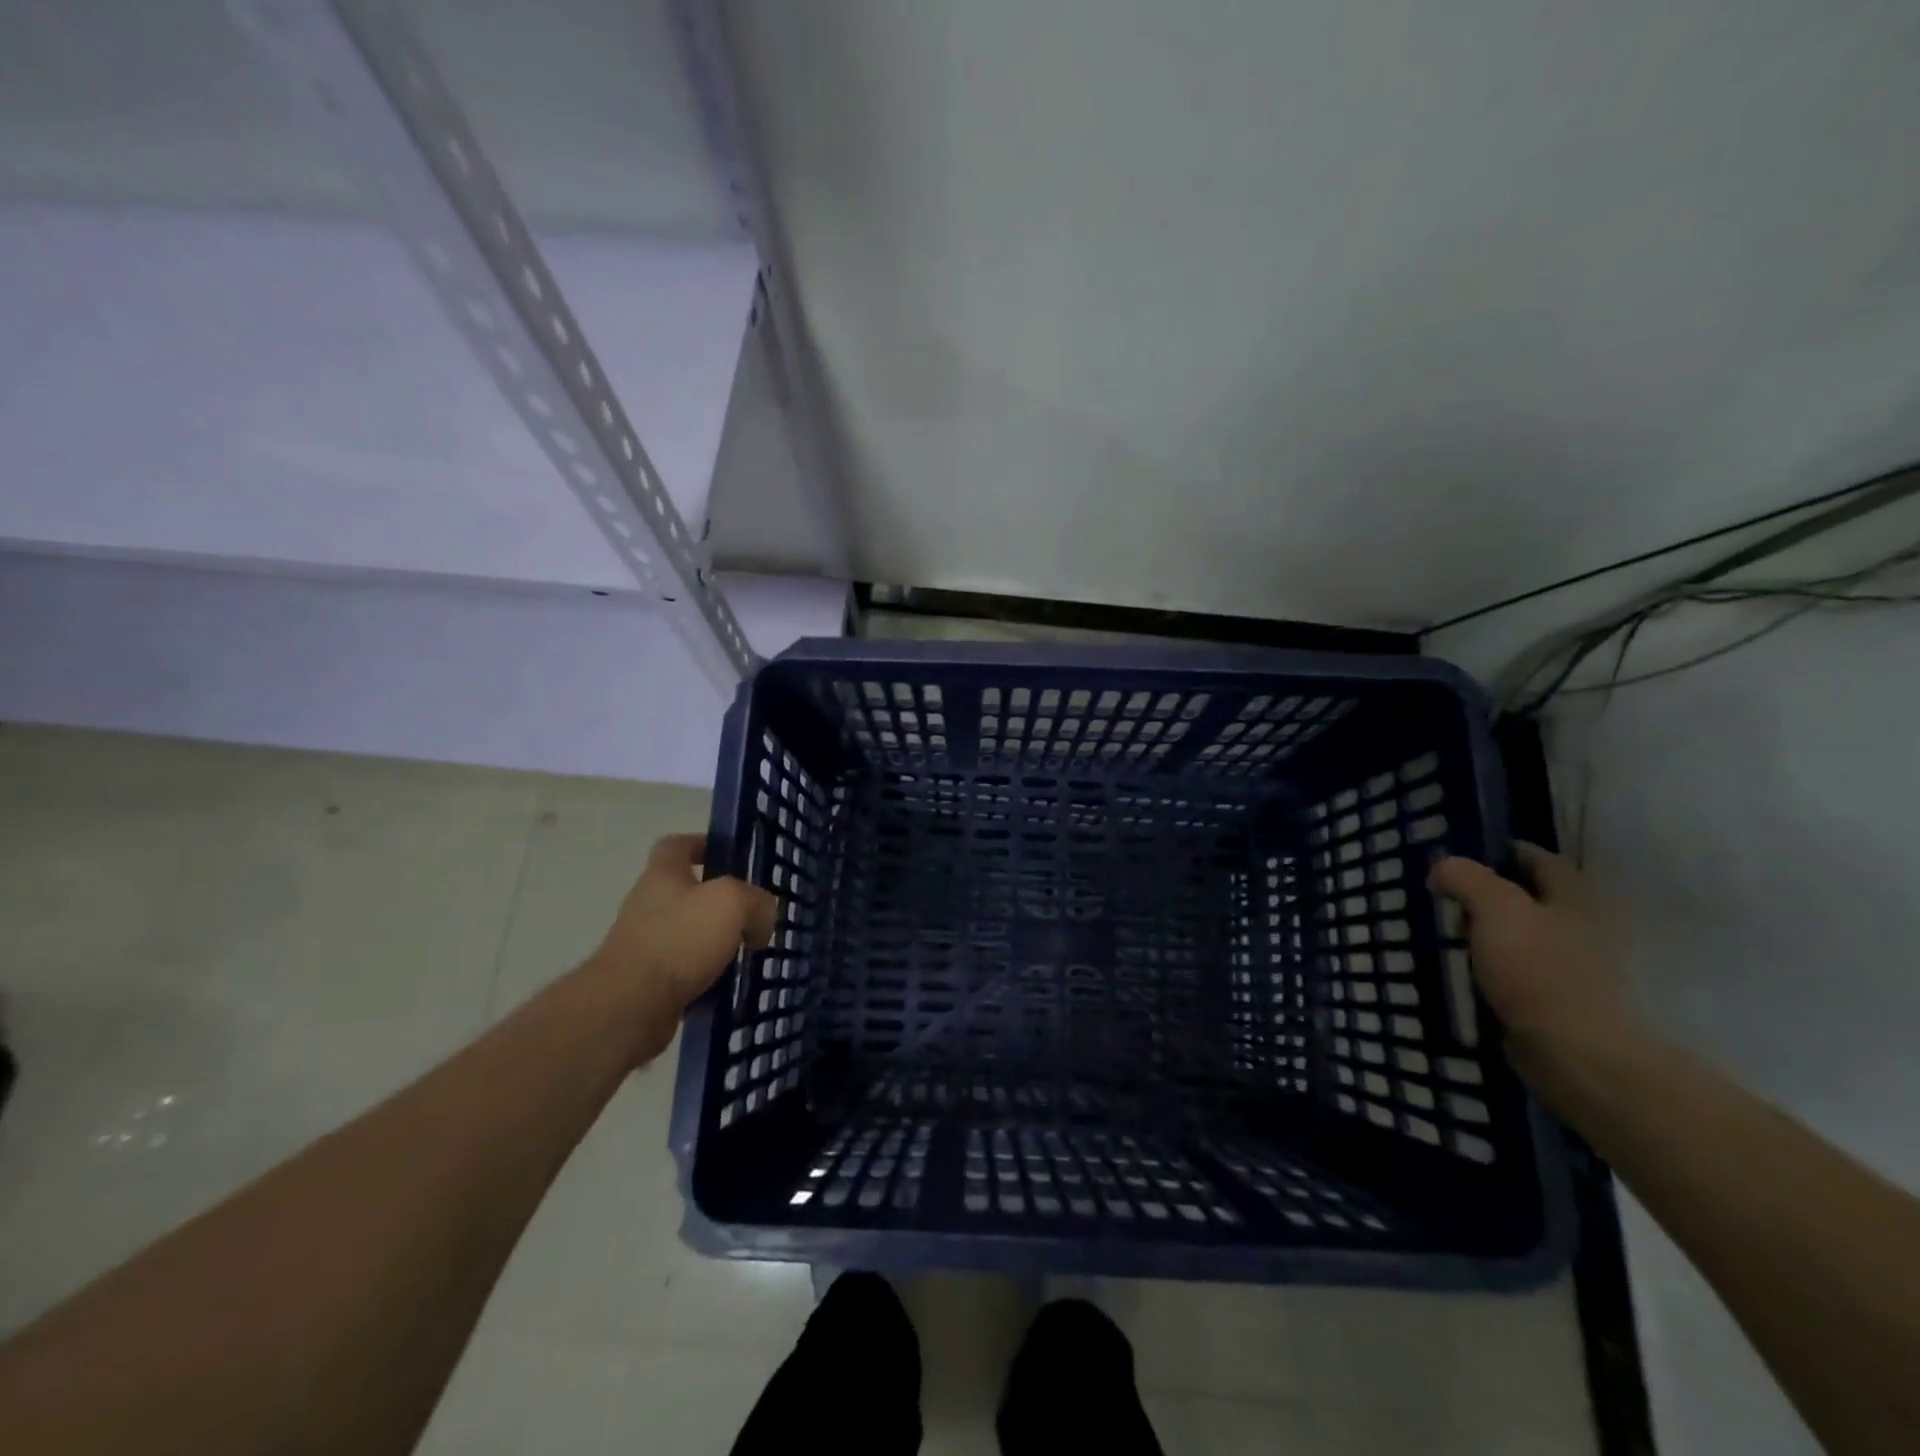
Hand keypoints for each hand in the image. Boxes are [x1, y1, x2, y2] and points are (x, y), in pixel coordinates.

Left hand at [586, 834, 776, 1061]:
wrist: (630, 1007)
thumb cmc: (679, 939)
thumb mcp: (732, 903)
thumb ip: (756, 901)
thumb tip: (762, 920)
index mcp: (662, 876)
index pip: (675, 845)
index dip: (700, 844)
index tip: (728, 856)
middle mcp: (648, 905)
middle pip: (685, 891)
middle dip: (719, 901)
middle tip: (753, 913)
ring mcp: (644, 945)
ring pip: (688, 933)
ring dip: (716, 941)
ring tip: (748, 952)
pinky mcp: (646, 983)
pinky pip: (685, 970)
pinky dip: (707, 975)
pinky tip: (729, 984)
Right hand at [1427, 843, 1636, 1067]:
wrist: (1573, 1053)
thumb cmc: (1537, 970)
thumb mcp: (1494, 907)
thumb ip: (1465, 877)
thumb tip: (1442, 867)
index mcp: (1574, 898)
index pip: (1540, 858)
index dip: (1502, 851)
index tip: (1463, 855)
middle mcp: (1583, 926)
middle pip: (1532, 897)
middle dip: (1492, 894)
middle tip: (1448, 896)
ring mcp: (1574, 967)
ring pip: (1524, 935)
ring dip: (1491, 932)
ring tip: (1450, 935)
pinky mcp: (1560, 1000)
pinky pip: (1520, 970)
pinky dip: (1495, 966)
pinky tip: (1468, 971)